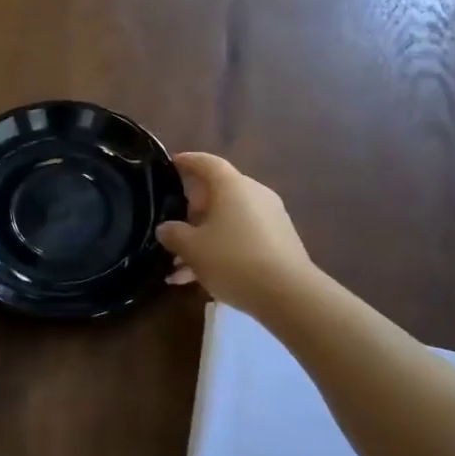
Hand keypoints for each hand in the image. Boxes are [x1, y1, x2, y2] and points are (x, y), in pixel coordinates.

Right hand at [157, 153, 314, 312]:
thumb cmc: (233, 260)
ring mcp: (270, 219)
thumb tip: (165, 228)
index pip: (206, 162)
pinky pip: (242, 239)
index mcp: (232, 186)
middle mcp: (254, 194)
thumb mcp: (191, 248)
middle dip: (191, 212)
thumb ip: (173, 234)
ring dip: (203, 239)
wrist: (289, 295)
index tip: (171, 164)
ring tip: (178, 267)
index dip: (187, 161)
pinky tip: (200, 280)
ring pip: (228, 222)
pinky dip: (221, 252)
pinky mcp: (279, 243)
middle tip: (172, 229)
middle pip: (217, 194)